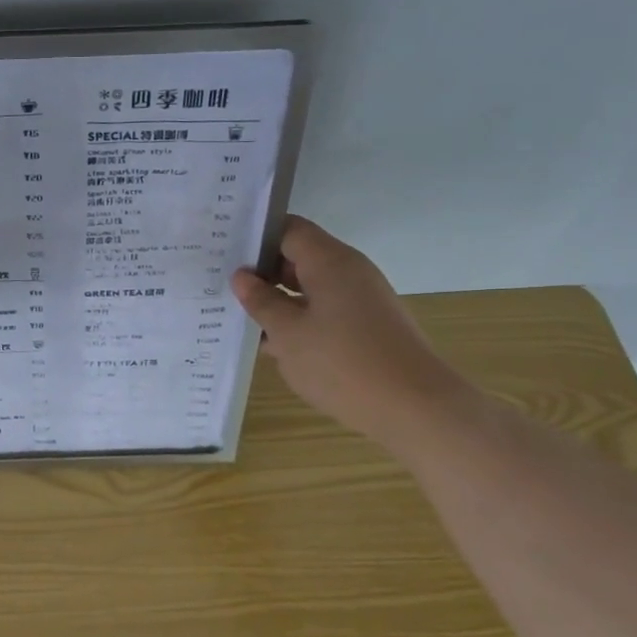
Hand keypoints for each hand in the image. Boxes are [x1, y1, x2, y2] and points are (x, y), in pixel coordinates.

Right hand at [231, 217, 476, 443]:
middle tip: (222, 286)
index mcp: (330, 261)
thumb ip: (261, 301)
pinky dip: (299, 321)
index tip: (224, 251)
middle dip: (262, 272)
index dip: (255, 237)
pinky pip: (325, 311)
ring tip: (240, 318)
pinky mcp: (367, 326)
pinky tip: (273, 345)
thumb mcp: (288, 334)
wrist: (414, 407)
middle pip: (299, 257)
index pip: (288, 229)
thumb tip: (242, 277)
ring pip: (310, 288)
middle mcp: (349, 272)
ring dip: (279, 301)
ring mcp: (361, 300)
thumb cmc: (342, 363)